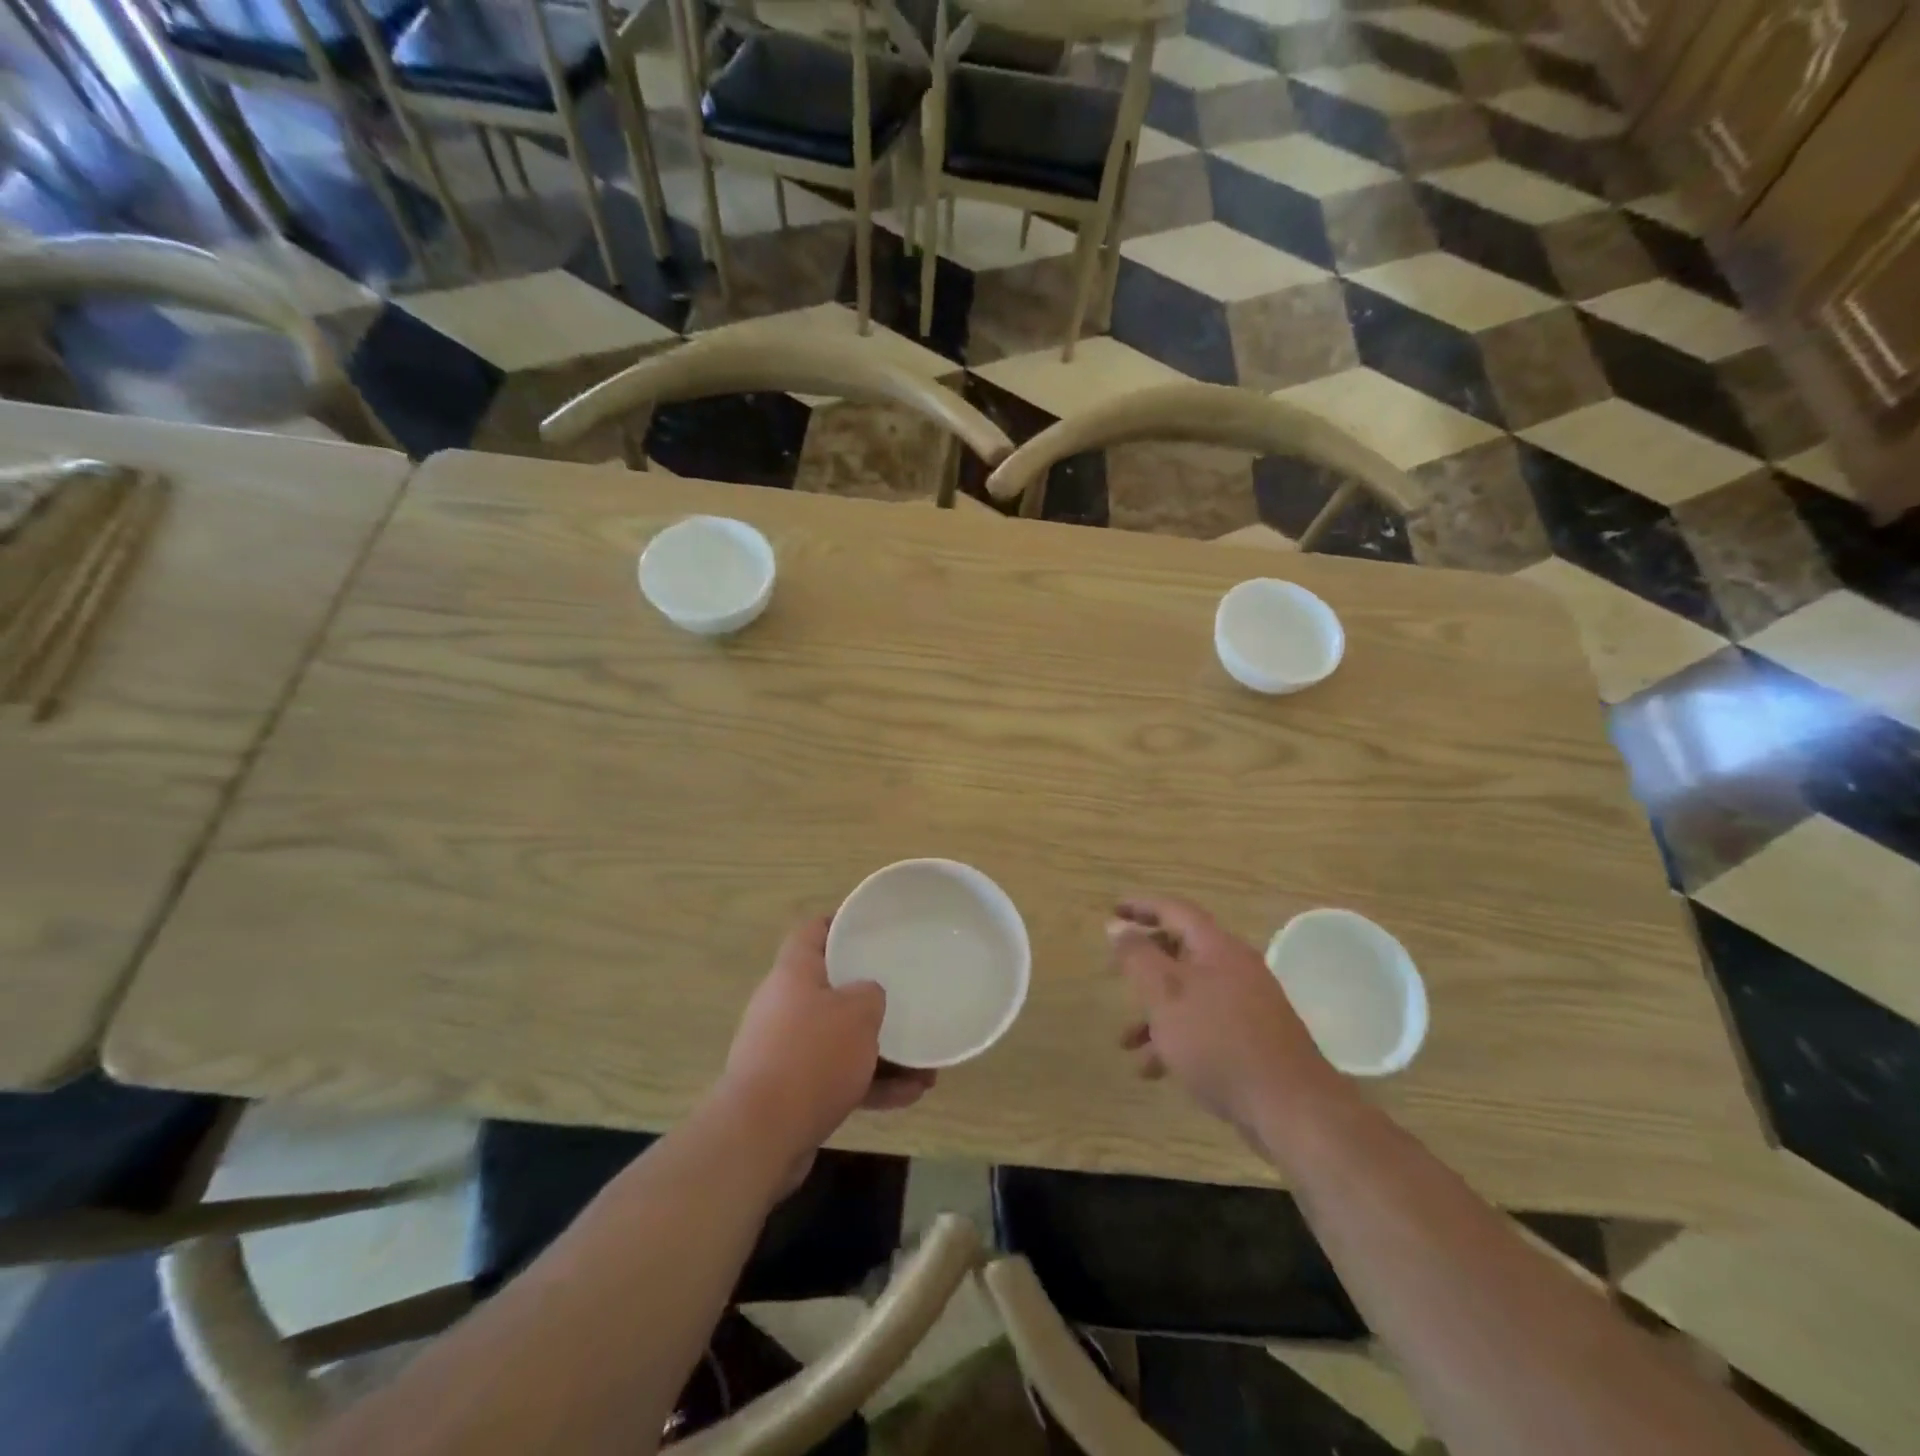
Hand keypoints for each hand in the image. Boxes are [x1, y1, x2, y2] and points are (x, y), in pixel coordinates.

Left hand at [720, 917, 934, 1159]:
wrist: (761, 1136)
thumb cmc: (812, 1057)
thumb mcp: (858, 1013)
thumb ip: (871, 994)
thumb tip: (868, 996)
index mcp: (794, 973)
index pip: (813, 931)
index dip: (840, 922)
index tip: (872, 926)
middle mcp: (785, 1006)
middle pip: (832, 988)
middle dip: (871, 998)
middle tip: (906, 996)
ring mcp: (786, 1051)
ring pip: (841, 1039)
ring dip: (882, 1050)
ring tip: (926, 1064)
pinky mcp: (792, 1091)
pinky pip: (839, 1077)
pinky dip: (872, 1083)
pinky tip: (911, 1095)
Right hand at [1108, 896, 1334, 1140]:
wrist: (1291, 1108)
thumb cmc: (1218, 1041)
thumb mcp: (1166, 995)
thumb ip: (1138, 957)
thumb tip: (1117, 925)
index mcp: (1217, 948)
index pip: (1175, 911)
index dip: (1142, 907)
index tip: (1113, 910)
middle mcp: (1236, 968)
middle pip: (1182, 951)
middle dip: (1144, 964)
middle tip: (1113, 972)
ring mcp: (1248, 1005)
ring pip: (1190, 995)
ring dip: (1155, 1011)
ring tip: (1125, 1042)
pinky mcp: (1253, 1040)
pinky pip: (1205, 1026)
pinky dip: (1177, 1038)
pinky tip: (1154, 1071)